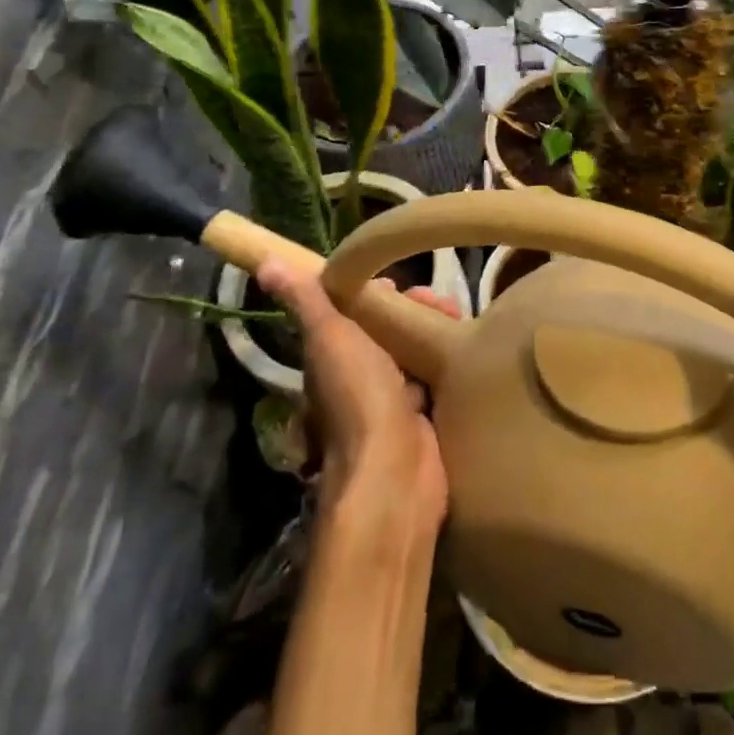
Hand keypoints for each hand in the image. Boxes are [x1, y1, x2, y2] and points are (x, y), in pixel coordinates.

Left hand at [255, 265, 453, 538]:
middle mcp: (361, 376)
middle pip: (390, 330)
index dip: (377, 292)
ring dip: (435, 332)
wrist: (394, 471)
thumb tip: (265, 263)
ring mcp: (393, 399)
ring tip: (459, 320)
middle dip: (415, 310)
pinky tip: (468, 348)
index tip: (402, 282)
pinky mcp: (424, 416)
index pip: (354, 313)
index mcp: (334, 357)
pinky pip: (437, 378)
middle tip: (443, 303)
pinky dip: (449, 361)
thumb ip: (306, 301)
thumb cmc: (358, 397)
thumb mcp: (329, 339)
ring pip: (416, 351)